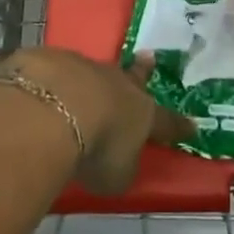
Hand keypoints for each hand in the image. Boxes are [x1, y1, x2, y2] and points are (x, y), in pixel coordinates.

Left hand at [0, 47, 192, 195]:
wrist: (54, 110)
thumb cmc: (96, 149)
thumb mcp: (115, 176)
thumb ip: (119, 167)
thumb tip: (117, 163)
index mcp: (141, 114)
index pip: (166, 122)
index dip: (178, 127)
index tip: (193, 126)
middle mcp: (117, 84)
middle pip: (133, 78)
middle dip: (142, 71)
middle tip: (148, 57)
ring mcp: (84, 67)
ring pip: (93, 71)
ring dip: (92, 78)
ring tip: (83, 85)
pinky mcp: (51, 61)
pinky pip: (56, 71)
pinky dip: (52, 80)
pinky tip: (41, 89)